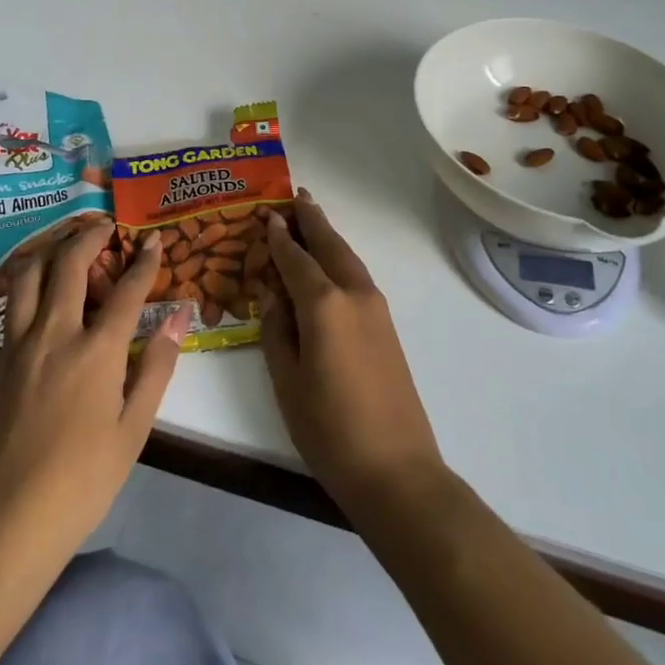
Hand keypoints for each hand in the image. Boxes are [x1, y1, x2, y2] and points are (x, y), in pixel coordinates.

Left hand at [0, 223, 188, 574]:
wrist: (5, 531)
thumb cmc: (82, 484)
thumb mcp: (134, 430)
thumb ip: (158, 367)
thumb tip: (179, 317)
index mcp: (97, 352)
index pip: (127, 291)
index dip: (145, 262)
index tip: (155, 241)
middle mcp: (53, 337)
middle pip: (70, 268)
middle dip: (89, 238)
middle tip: (102, 226)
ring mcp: (10, 352)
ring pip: (24, 282)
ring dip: (43, 252)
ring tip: (57, 243)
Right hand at [261, 189, 445, 515]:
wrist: (396, 468)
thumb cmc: (329, 429)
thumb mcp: (287, 382)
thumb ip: (276, 332)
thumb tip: (273, 298)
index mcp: (324, 304)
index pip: (295, 259)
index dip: (279, 237)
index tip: (268, 215)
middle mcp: (353, 294)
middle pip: (330, 245)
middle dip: (312, 219)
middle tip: (296, 195)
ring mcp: (376, 308)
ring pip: (348, 258)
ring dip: (329, 236)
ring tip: (311, 218)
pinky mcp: (387, 326)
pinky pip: (358, 277)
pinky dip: (340, 259)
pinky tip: (331, 264)